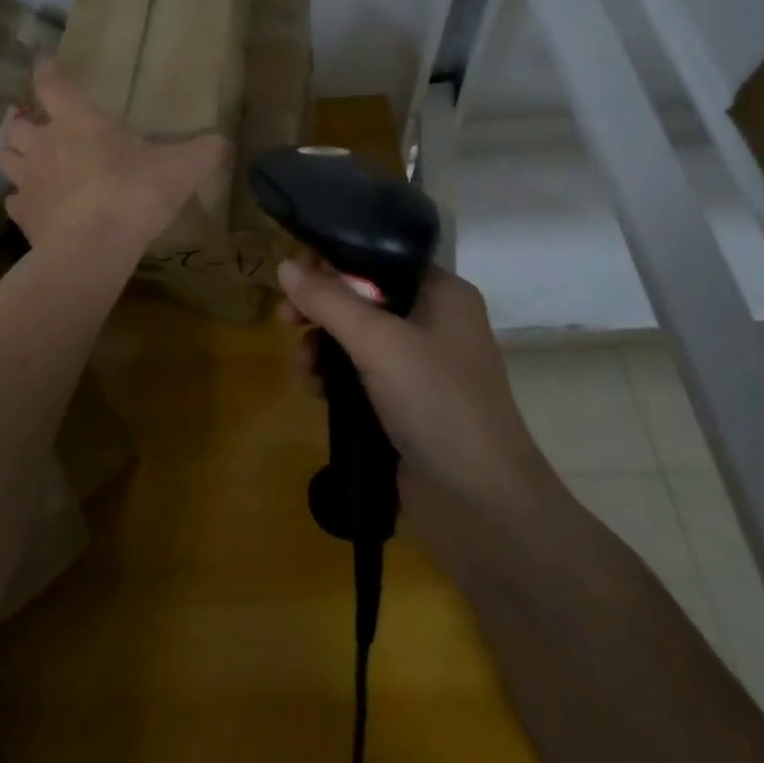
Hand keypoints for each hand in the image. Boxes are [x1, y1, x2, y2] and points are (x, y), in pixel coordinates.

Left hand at [0, 60, 229, 252]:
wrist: (92, 249)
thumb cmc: (133, 194)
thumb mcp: (181, 169)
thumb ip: (203, 152)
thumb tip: (224, 143)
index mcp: (78, 121)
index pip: (52, 84)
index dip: (46, 71)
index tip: (43, 63)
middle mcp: (45, 144)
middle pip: (19, 123)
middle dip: (25, 121)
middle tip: (39, 125)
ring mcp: (29, 181)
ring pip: (7, 157)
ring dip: (15, 155)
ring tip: (30, 161)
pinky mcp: (22, 217)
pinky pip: (13, 201)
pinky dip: (20, 199)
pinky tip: (33, 205)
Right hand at [278, 260, 550, 526]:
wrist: (480, 505)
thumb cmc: (437, 402)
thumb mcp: (378, 342)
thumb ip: (328, 301)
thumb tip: (283, 265)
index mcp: (441, 292)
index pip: (378, 257)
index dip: (333, 261)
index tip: (295, 276)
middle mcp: (432, 321)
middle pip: (361, 297)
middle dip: (319, 308)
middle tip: (285, 320)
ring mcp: (418, 365)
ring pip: (354, 337)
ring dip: (320, 347)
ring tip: (303, 369)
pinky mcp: (403, 403)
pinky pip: (357, 373)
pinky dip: (332, 377)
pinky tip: (313, 392)